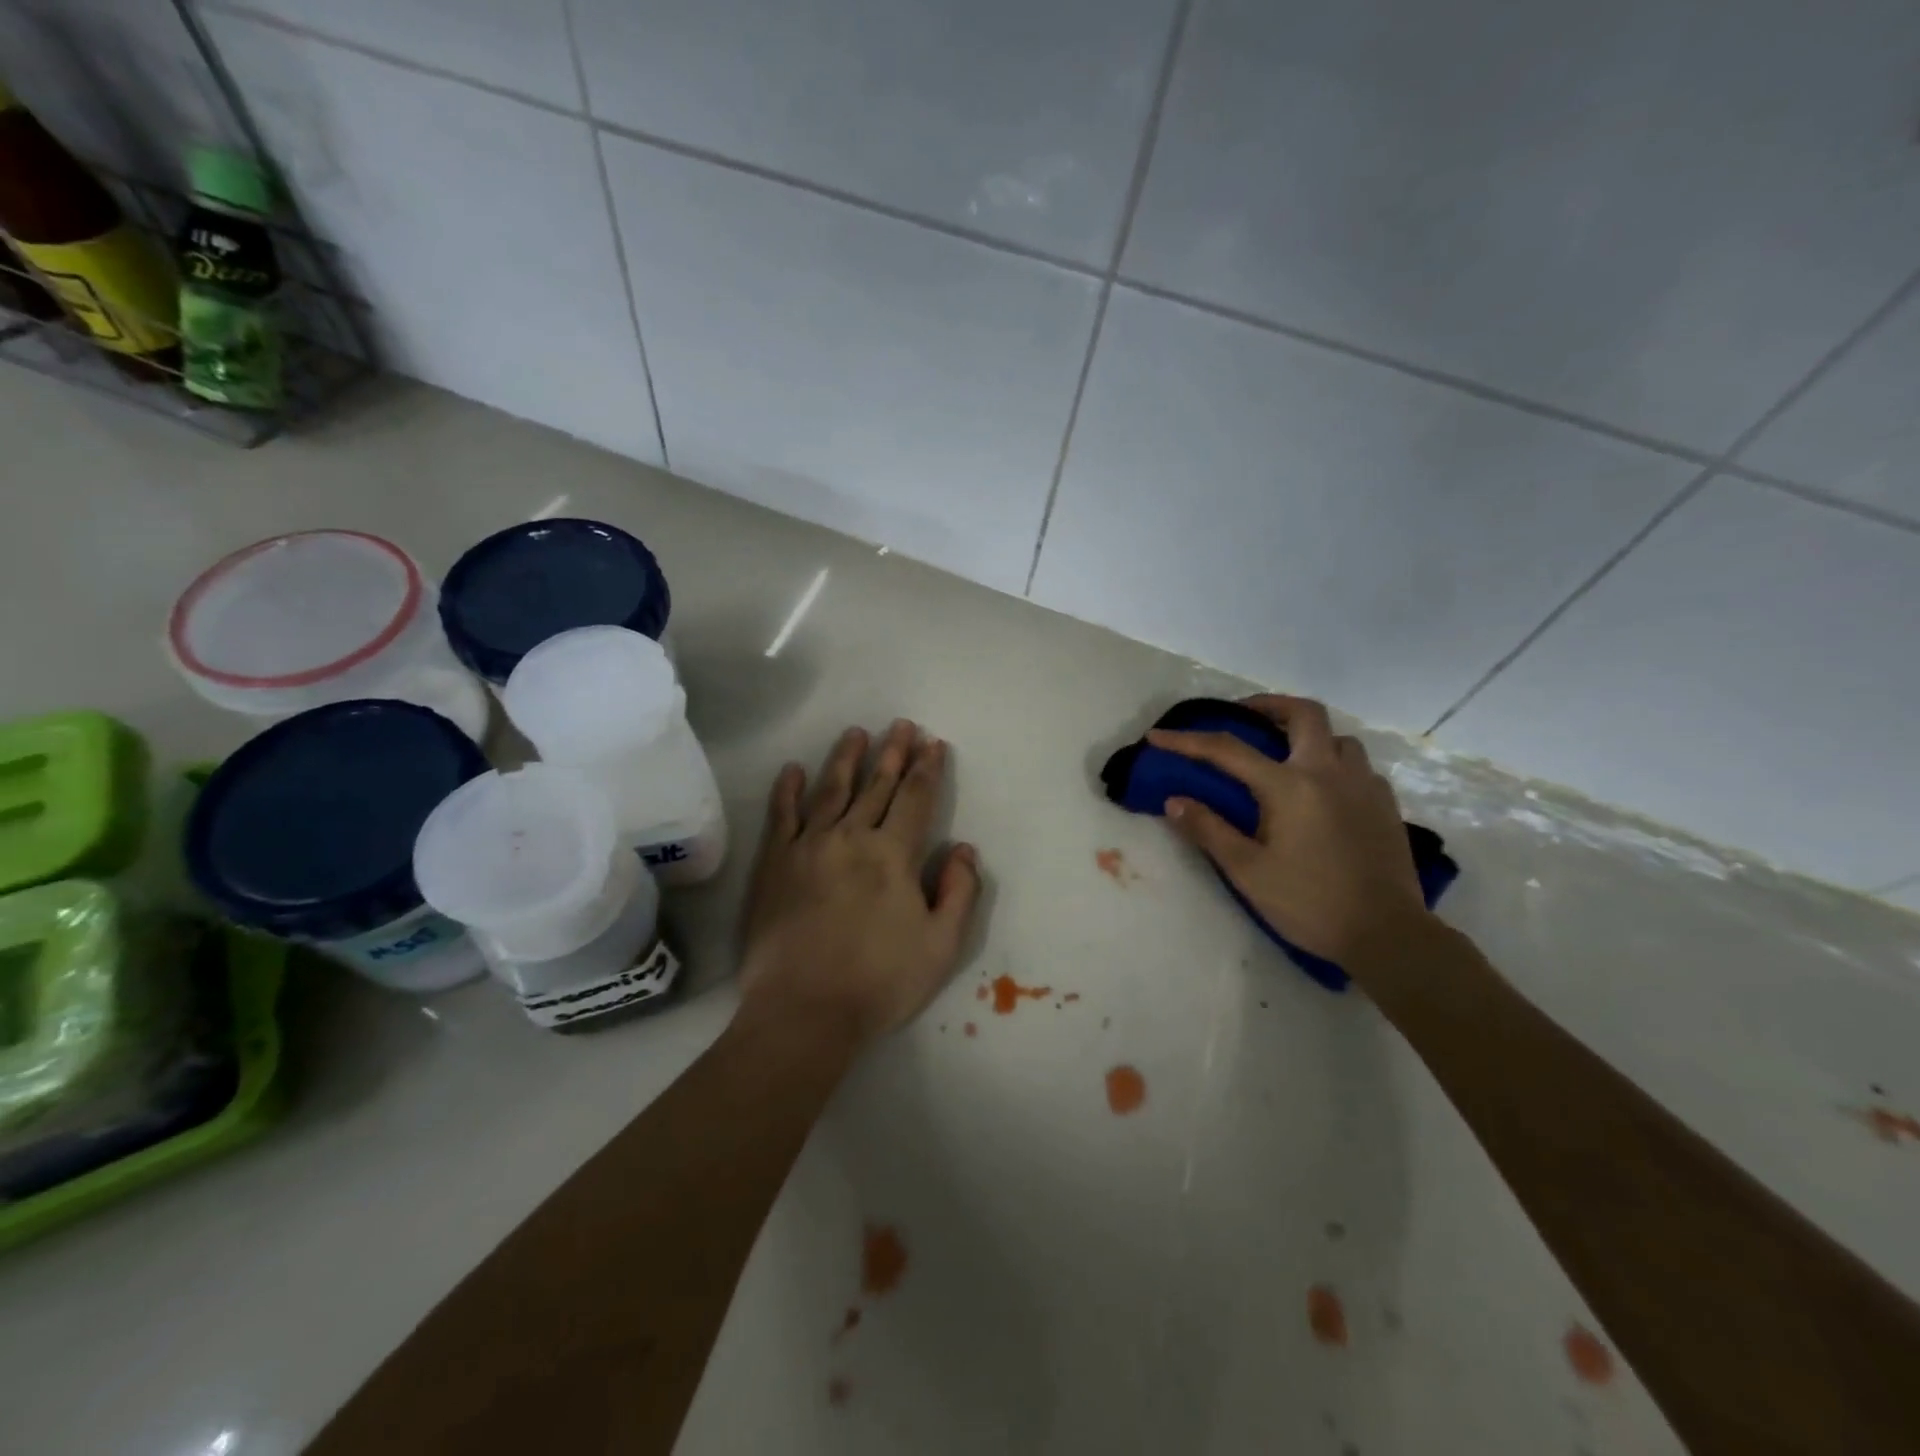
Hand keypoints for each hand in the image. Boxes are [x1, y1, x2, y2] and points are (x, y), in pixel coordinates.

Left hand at [739, 720, 981, 1045]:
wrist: (804, 1012)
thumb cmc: (880, 982)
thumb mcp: (942, 945)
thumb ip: (960, 892)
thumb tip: (964, 848)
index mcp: (894, 855)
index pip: (915, 799)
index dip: (927, 769)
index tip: (933, 743)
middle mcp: (851, 838)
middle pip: (876, 786)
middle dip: (893, 753)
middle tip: (902, 725)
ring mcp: (808, 847)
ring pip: (831, 790)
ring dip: (846, 758)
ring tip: (857, 732)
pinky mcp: (774, 864)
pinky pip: (782, 817)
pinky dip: (788, 791)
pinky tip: (793, 769)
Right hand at [1148, 695, 1427, 969]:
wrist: (1387, 934)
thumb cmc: (1310, 903)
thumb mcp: (1248, 872)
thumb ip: (1209, 830)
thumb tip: (1173, 801)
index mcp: (1290, 786)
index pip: (1228, 750)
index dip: (1187, 741)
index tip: (1158, 736)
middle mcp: (1329, 772)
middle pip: (1304, 713)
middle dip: (1268, 705)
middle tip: (1244, 716)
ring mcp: (1364, 786)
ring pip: (1337, 737)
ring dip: (1307, 735)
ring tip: (1286, 754)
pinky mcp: (1386, 805)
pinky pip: (1358, 766)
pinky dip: (1335, 763)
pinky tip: (1324, 790)